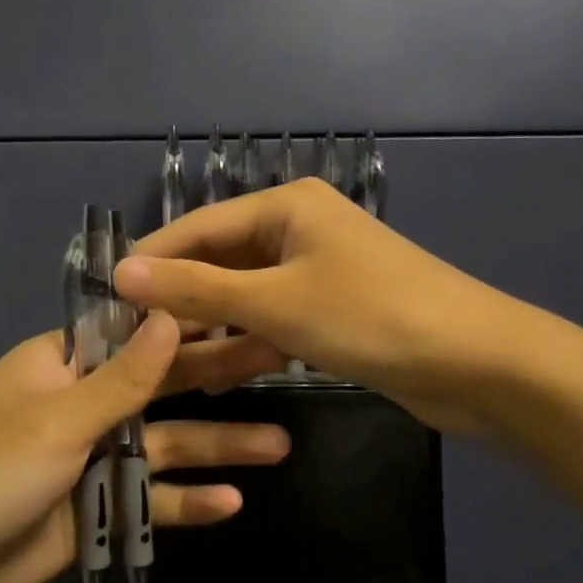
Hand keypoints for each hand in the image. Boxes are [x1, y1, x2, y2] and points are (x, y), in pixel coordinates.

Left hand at [0, 314, 290, 582]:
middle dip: (217, 379)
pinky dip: (184, 502)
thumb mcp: (56, 421)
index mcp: (65, 365)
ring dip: (217, 447)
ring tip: (279, 444)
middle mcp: (82, 404)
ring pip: (164, 446)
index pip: (138, 330)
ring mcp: (89, 460)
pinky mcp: (93, 512)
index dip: (191, 319)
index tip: (245, 307)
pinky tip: (231, 502)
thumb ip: (123, 379)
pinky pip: (147, 500)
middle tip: (280, 362)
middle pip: (162, 387)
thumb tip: (171, 315)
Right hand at [114, 178, 514, 433]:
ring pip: (247, 295)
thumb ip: (196, 288)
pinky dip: (249, 342)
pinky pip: (275, 318)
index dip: (153, 261)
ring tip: (167, 365)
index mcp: (286, 205)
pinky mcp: (334, 308)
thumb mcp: (274, 302)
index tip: (106, 299)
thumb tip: (122, 270)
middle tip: (133, 343)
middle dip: (182, 301)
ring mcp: (319, 269)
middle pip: (222, 261)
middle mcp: (299, 227)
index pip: (198, 227)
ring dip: (213, 327)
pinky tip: (219, 376)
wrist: (476, 362)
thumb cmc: (369, 316)